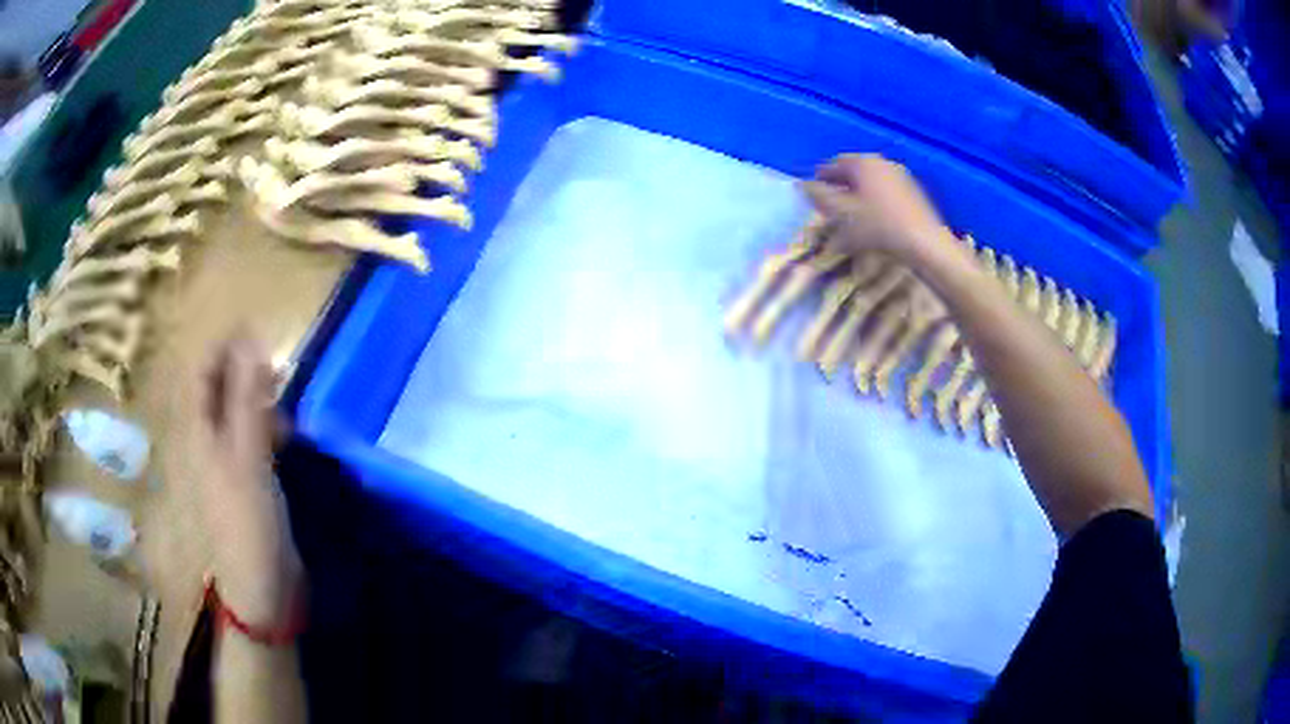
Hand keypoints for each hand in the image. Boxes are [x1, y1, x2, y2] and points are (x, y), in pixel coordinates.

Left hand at [196, 331, 302, 626]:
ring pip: (239, 414)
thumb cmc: (248, 522)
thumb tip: (253, 339)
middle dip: (245, 369)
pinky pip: (256, 440)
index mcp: (200, 432)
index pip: (201, 371)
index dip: (223, 345)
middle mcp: (209, 441)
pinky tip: (291, 431)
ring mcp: (229, 464)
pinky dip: (271, 426)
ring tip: (289, 392)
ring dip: (260, 397)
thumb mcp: (248, 456)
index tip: (258, 329)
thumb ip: (248, 398)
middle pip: (219, 389)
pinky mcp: (251, 483)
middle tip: (280, 362)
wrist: (263, 588)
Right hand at [801, 154, 952, 262]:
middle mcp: (881, 162)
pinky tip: (874, 219)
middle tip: (830, 206)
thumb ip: (819, 197)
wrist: (924, 242)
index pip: (833, 164)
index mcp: (862, 162)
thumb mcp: (842, 214)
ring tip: (851, 215)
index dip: (820, 179)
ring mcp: (900, 175)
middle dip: (840, 186)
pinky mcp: (913, 192)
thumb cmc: (878, 226)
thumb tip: (802, 185)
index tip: (813, 195)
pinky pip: (886, 191)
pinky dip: (875, 200)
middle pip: (853, 171)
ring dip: (858, 194)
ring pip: (870, 181)